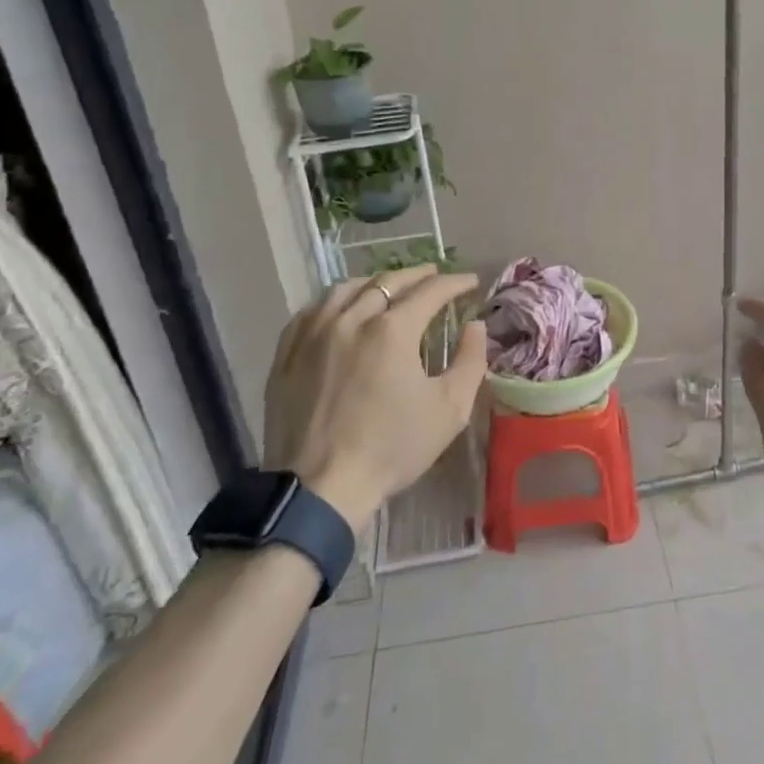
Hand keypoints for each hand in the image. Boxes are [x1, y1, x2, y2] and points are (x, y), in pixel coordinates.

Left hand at [264, 266, 487, 532]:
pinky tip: (341, 310)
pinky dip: (334, 302)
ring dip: (374, 282)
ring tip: (389, 287)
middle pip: (388, 281)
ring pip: (346, 289)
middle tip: (435, 276)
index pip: (431, 291)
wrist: (319, 488)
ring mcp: (313, 334)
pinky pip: (311, 312)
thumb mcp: (449, 409)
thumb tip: (475, 326)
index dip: (455, 282)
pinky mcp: (287, 354)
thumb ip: (470, 361)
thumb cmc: (391, 448)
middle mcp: (351, 319)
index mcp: (392, 330)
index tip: (470, 282)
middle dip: (418, 275)